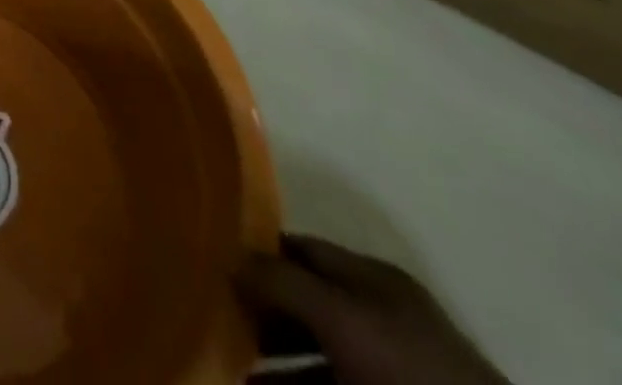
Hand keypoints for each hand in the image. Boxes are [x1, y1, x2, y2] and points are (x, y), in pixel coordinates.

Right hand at [240, 235, 508, 384]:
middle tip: (215, 319)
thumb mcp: (341, 318)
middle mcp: (379, 318)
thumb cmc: (410, 373)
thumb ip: (282, 281)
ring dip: (272, 363)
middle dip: (260, 313)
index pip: (300, 248)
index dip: (257, 252)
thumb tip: (230, 255)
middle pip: (305, 304)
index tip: (212, 261)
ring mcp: (389, 373)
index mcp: (372, 280)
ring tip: (231, 367)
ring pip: (317, 358)